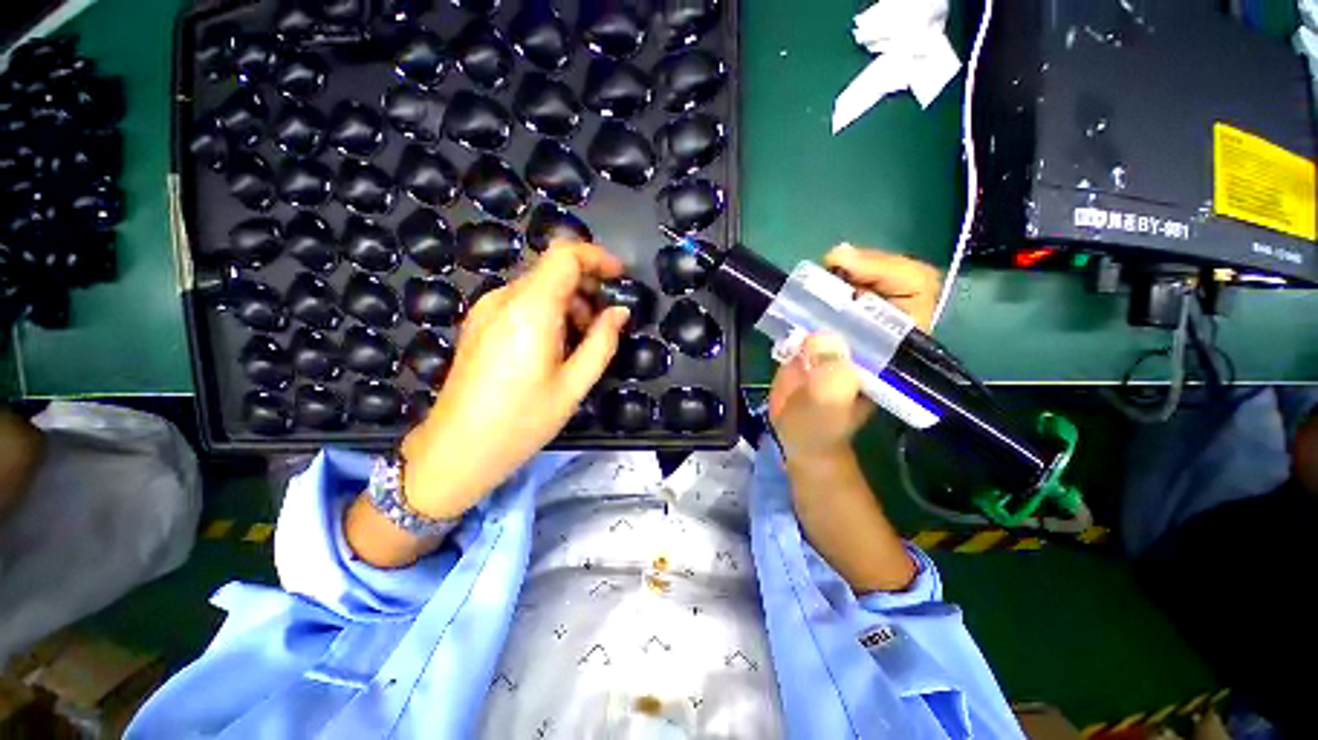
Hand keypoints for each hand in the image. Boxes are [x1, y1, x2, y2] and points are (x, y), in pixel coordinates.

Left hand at [400, 241, 629, 518]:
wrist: (456, 450)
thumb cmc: (521, 421)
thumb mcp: (574, 385)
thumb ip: (602, 342)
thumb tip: (620, 312)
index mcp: (530, 309)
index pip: (565, 255)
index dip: (597, 257)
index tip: (619, 277)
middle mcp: (504, 299)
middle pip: (552, 270)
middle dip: (586, 289)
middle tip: (603, 325)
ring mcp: (486, 309)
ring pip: (538, 287)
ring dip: (568, 304)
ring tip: (580, 343)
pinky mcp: (479, 323)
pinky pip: (521, 303)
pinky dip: (547, 313)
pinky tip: (553, 348)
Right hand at [767, 244, 939, 462]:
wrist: (799, 433)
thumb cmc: (817, 431)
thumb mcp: (822, 416)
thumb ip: (829, 388)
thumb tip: (823, 338)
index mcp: (895, 354)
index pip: (915, 297)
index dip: (888, 273)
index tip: (846, 268)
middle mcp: (882, 335)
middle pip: (894, 279)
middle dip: (865, 264)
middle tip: (829, 263)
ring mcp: (854, 329)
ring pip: (862, 282)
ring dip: (840, 270)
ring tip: (811, 276)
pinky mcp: (828, 328)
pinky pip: (830, 294)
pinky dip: (817, 284)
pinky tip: (800, 289)